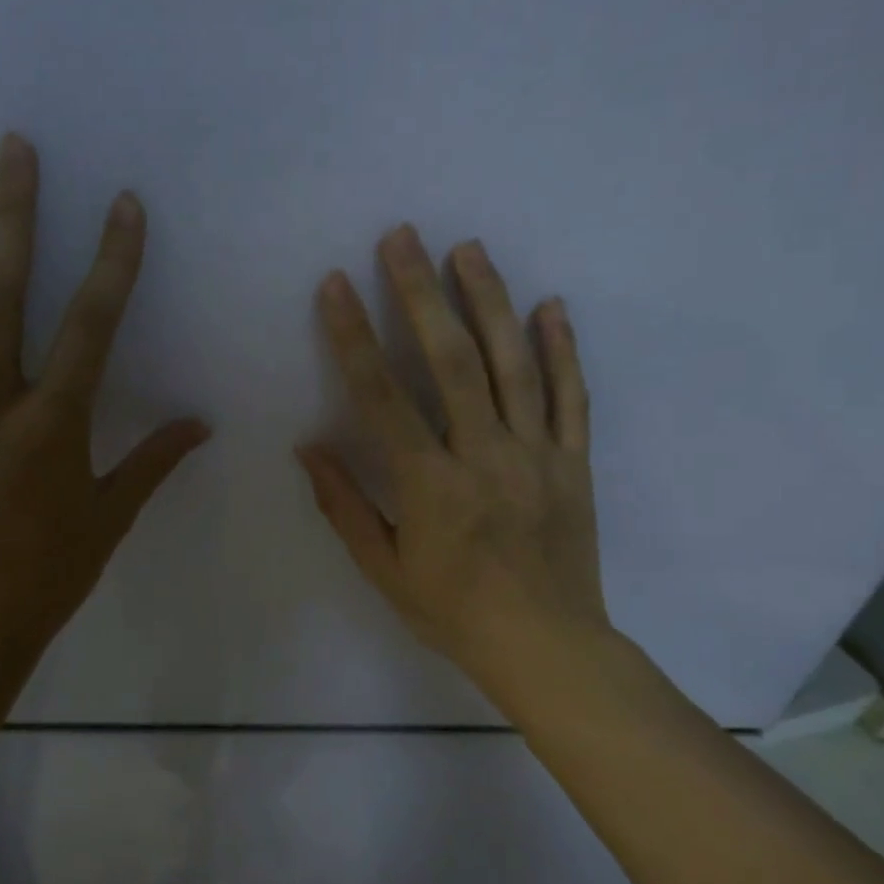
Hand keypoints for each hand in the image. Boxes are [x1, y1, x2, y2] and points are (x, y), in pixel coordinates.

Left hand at [0, 133, 208, 670]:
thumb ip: (151, 462)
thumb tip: (200, 424)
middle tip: (11, 150)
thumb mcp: (109, 519)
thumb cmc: (46, 576)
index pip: (90, 327)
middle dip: (12, 218)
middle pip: (0, 297)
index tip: (125, 206)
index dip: (113, 263)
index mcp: (51, 425)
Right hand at [298, 225, 609, 695]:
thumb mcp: (383, 569)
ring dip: (489, 301)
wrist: (546, 647)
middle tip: (403, 236)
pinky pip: (572, 397)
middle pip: (451, 360)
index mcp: (429, 484)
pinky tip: (551, 306)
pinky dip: (563, 349)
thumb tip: (308, 447)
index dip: (354, 336)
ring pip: (514, 364)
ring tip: (469, 249)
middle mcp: (483, 455)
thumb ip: (344, 504)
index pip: (382, 396)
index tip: (336, 285)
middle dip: (421, 293)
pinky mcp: (574, 462)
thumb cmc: (452, 612)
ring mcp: (536, 454)